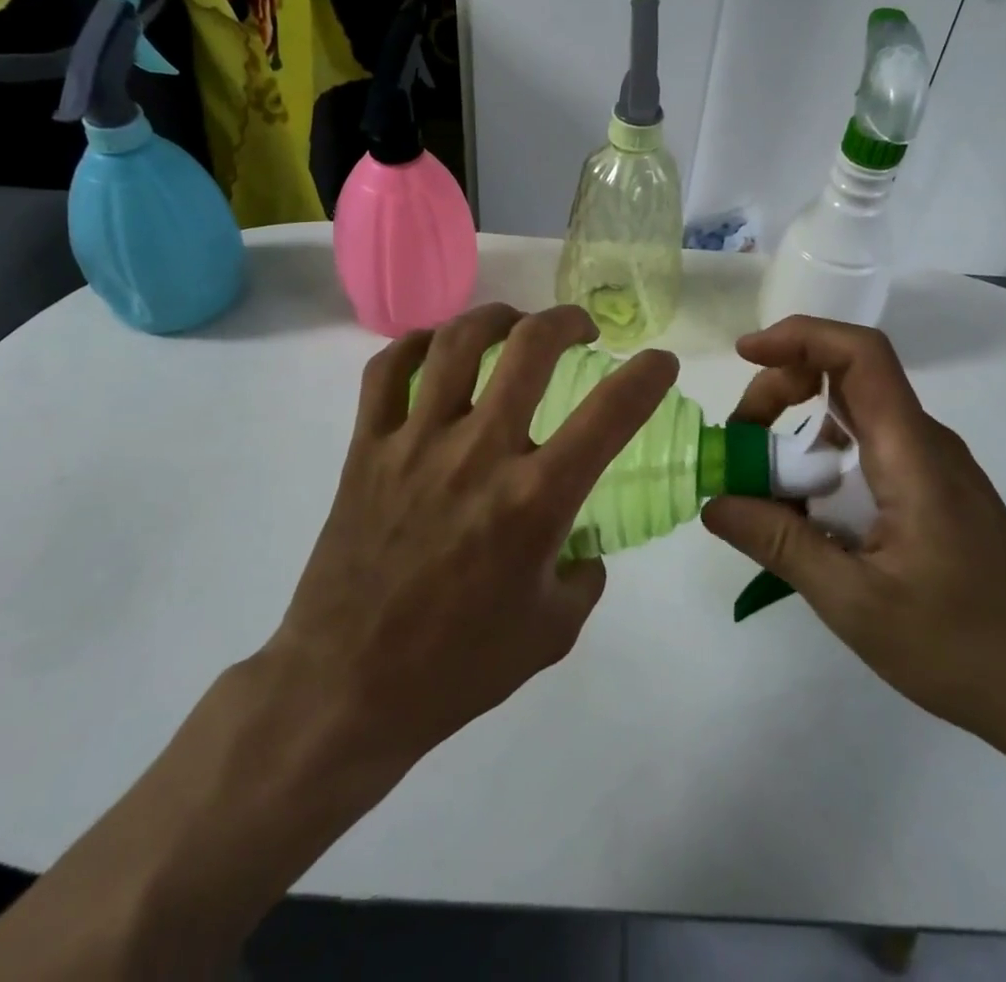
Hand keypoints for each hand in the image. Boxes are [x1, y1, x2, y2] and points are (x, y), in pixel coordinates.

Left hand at [261, 302, 678, 771]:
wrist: (346, 687)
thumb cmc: (457, 667)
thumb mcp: (552, 632)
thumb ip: (583, 575)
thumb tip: (580, 543)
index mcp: (534, 500)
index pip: (610, 413)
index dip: (647, 374)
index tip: (659, 361)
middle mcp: (478, 453)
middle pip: (530, 347)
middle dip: (567, 320)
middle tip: (580, 329)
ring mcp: (415, 442)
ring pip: (457, 342)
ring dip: (497, 318)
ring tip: (514, 325)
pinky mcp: (365, 447)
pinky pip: (387, 371)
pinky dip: (416, 345)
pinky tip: (436, 349)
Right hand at [701, 316, 1005, 758]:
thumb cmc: (963, 647)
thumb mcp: (855, 602)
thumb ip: (780, 543)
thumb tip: (713, 501)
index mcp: (912, 453)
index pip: (860, 354)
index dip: (800, 336)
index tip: (744, 353)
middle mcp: (925, 443)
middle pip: (847, 376)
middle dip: (782, 389)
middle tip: (739, 441)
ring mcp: (933, 467)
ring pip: (853, 414)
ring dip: (798, 428)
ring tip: (760, 482)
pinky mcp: (934, 493)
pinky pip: (867, 450)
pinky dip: (822, 459)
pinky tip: (804, 512)